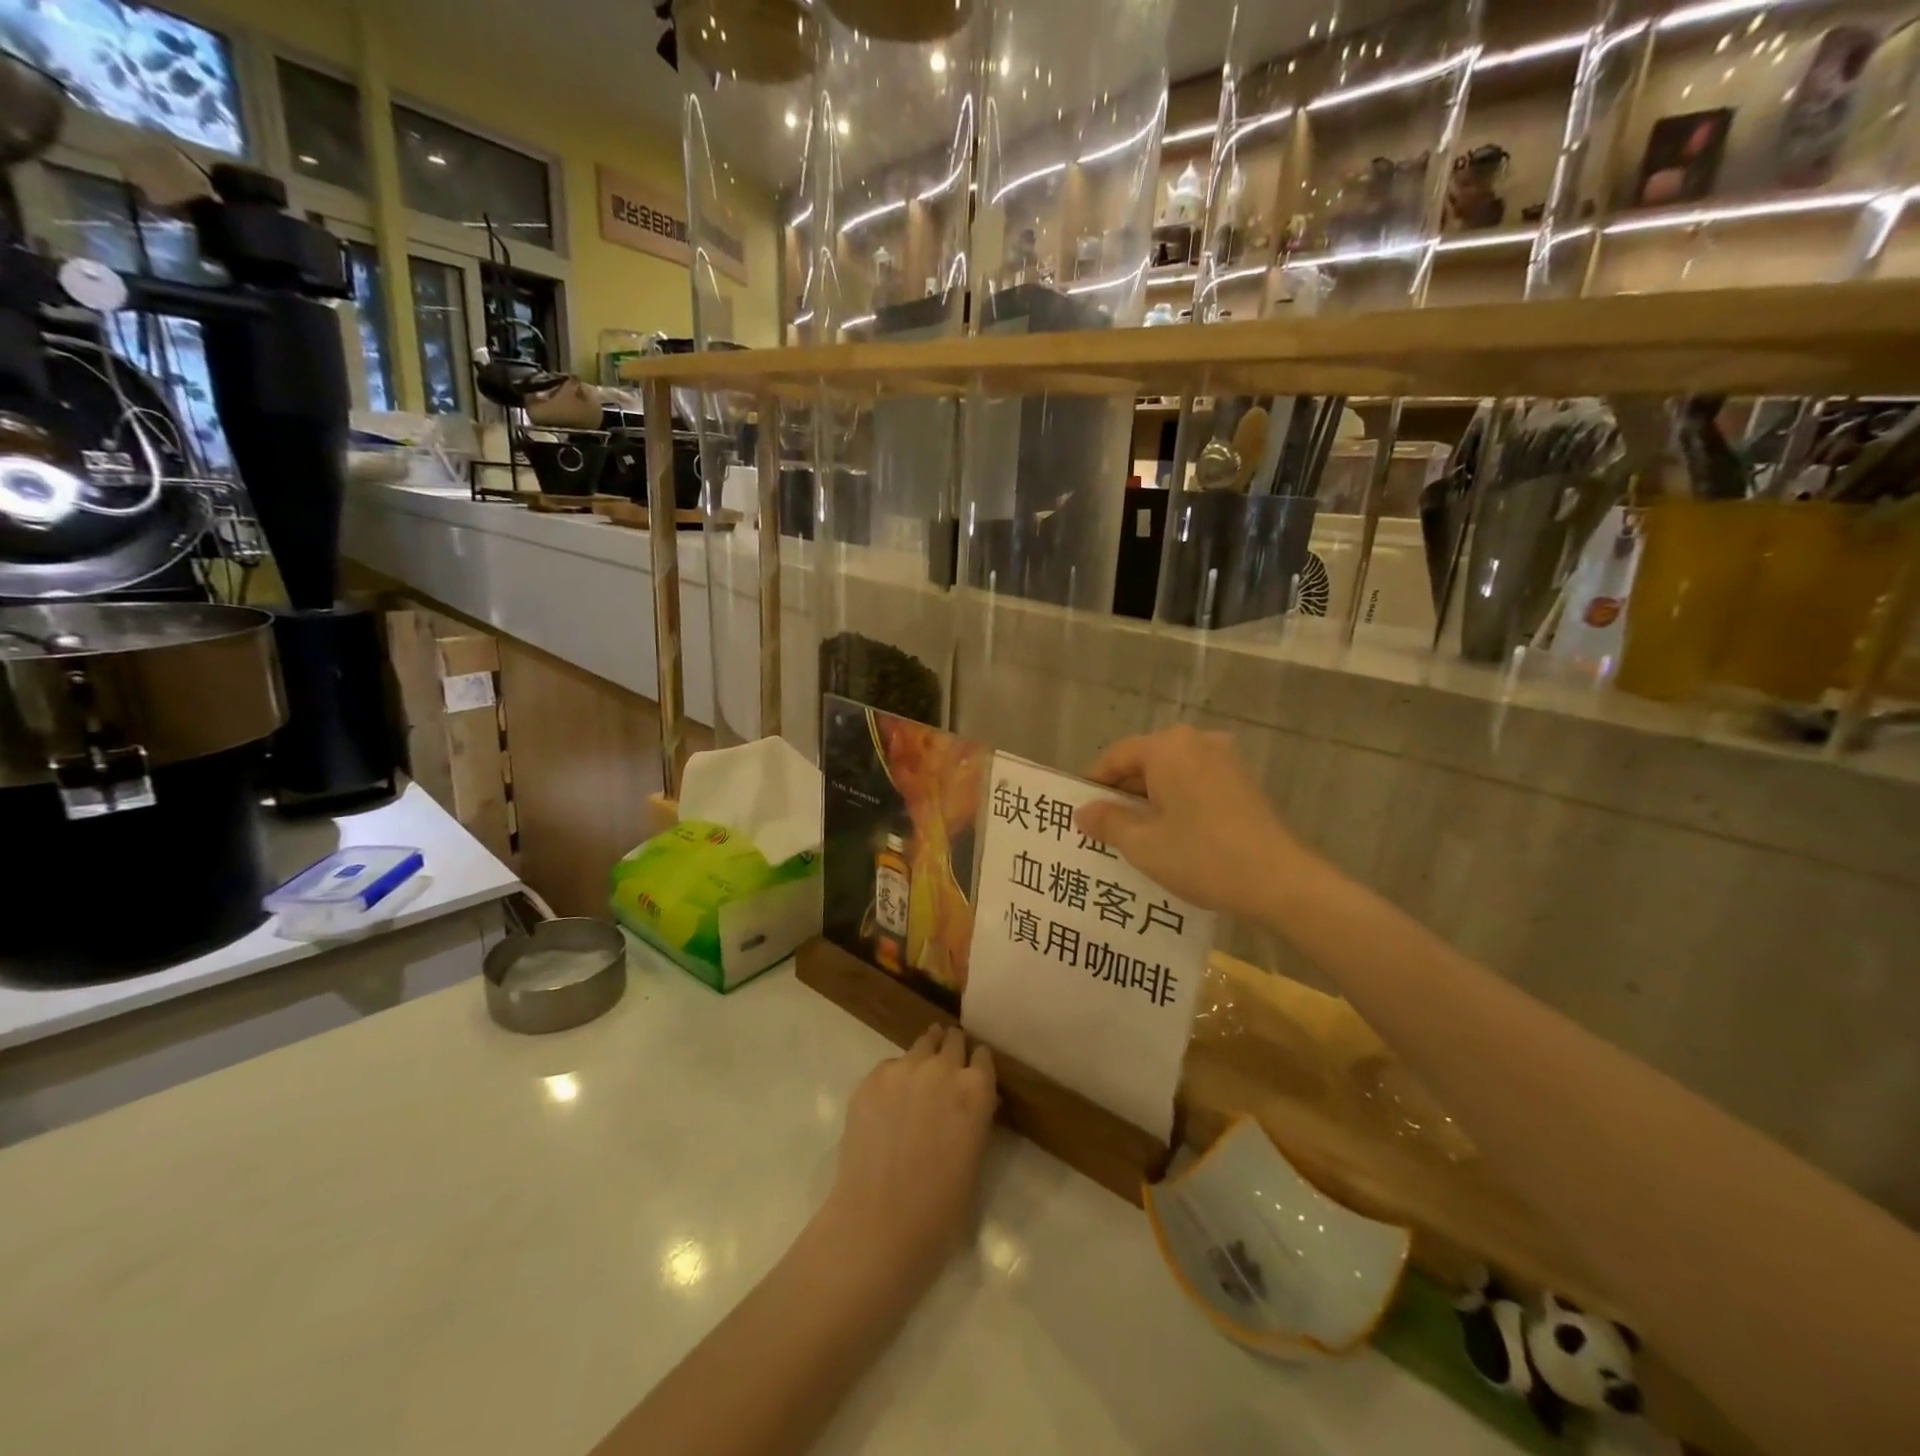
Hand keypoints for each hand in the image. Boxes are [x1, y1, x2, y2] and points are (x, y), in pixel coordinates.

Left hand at [817, 1024, 996, 1292]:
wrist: (879, 1224)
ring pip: (920, 1045)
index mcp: (976, 1090)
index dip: (977, 1065)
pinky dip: (894, 1077)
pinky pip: (890, 1066)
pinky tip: (888, 1105)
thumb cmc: (940, 1209)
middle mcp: (942, 1068)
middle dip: (951, 1050)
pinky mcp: (871, 1079)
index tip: (972, 1073)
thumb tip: (972, 1103)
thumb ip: (975, 1119)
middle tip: (946, 1068)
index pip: (983, 1056)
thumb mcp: (975, 1159)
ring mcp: (903, 1069)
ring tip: (918, 1078)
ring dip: (924, 1056)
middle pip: (951, 1040)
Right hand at [1076, 725, 1301, 920]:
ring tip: (1135, 838)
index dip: (1093, 785)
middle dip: (1122, 795)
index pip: (1115, 757)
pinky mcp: (1242, 781)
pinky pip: (1194, 784)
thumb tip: (1082, 811)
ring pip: (1170, 775)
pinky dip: (1176, 803)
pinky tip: (1172, 837)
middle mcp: (1196, 741)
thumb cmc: (1201, 856)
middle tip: (1104, 830)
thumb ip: (1107, 821)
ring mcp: (1225, 760)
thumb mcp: (1142, 844)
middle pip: (1144, 762)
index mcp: (1168, 747)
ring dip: (1149, 801)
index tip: (1081, 815)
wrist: (1280, 881)